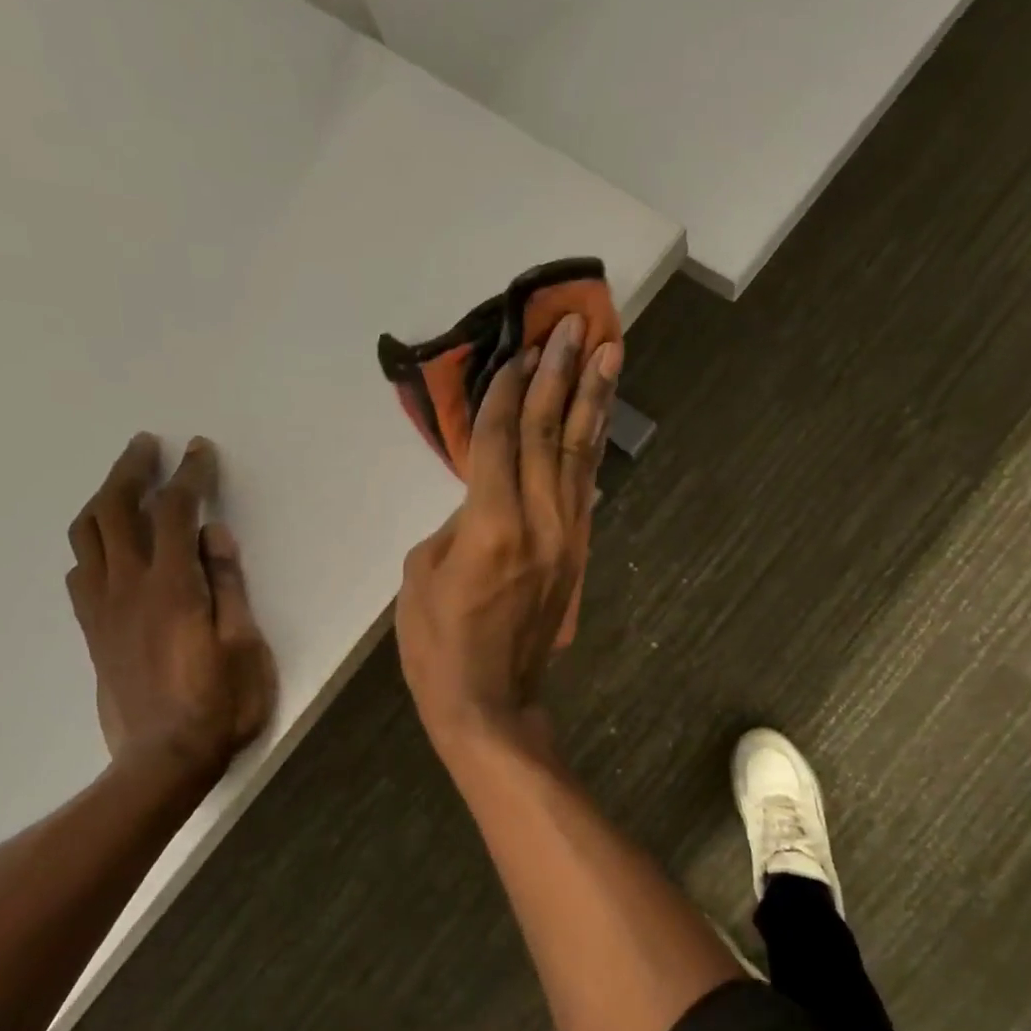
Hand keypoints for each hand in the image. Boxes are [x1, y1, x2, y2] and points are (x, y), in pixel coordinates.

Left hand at [65, 434, 276, 781]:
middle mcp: (128, 587)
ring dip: (101, 499)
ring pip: (86, 537)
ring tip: (122, 484)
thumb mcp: (243, 645)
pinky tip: (106, 546)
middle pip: (115, 510)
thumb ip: (228, 585)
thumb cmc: (220, 704)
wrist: (162, 760)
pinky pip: (79, 572)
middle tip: (146, 445)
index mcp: (172, 587)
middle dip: (131, 470)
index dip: (189, 475)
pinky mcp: (92, 632)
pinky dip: (90, 544)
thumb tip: (215, 535)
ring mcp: (103, 609)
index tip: (199, 450)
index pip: (176, 512)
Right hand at [396, 315, 620, 753]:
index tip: (523, 346)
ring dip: (593, 402)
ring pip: (580, 457)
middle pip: (550, 434)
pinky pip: (586, 492)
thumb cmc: (438, 644)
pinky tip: (598, 423)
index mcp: (490, 524)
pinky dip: (592, 452)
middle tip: (576, 326)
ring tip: (609, 354)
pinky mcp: (577, 556)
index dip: (511, 388)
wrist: (490, 703)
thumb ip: (456, 522)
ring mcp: (566, 539)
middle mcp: (538, 521)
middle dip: (562, 375)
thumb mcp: (421, 574)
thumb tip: (483, 496)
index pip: (502, 438)